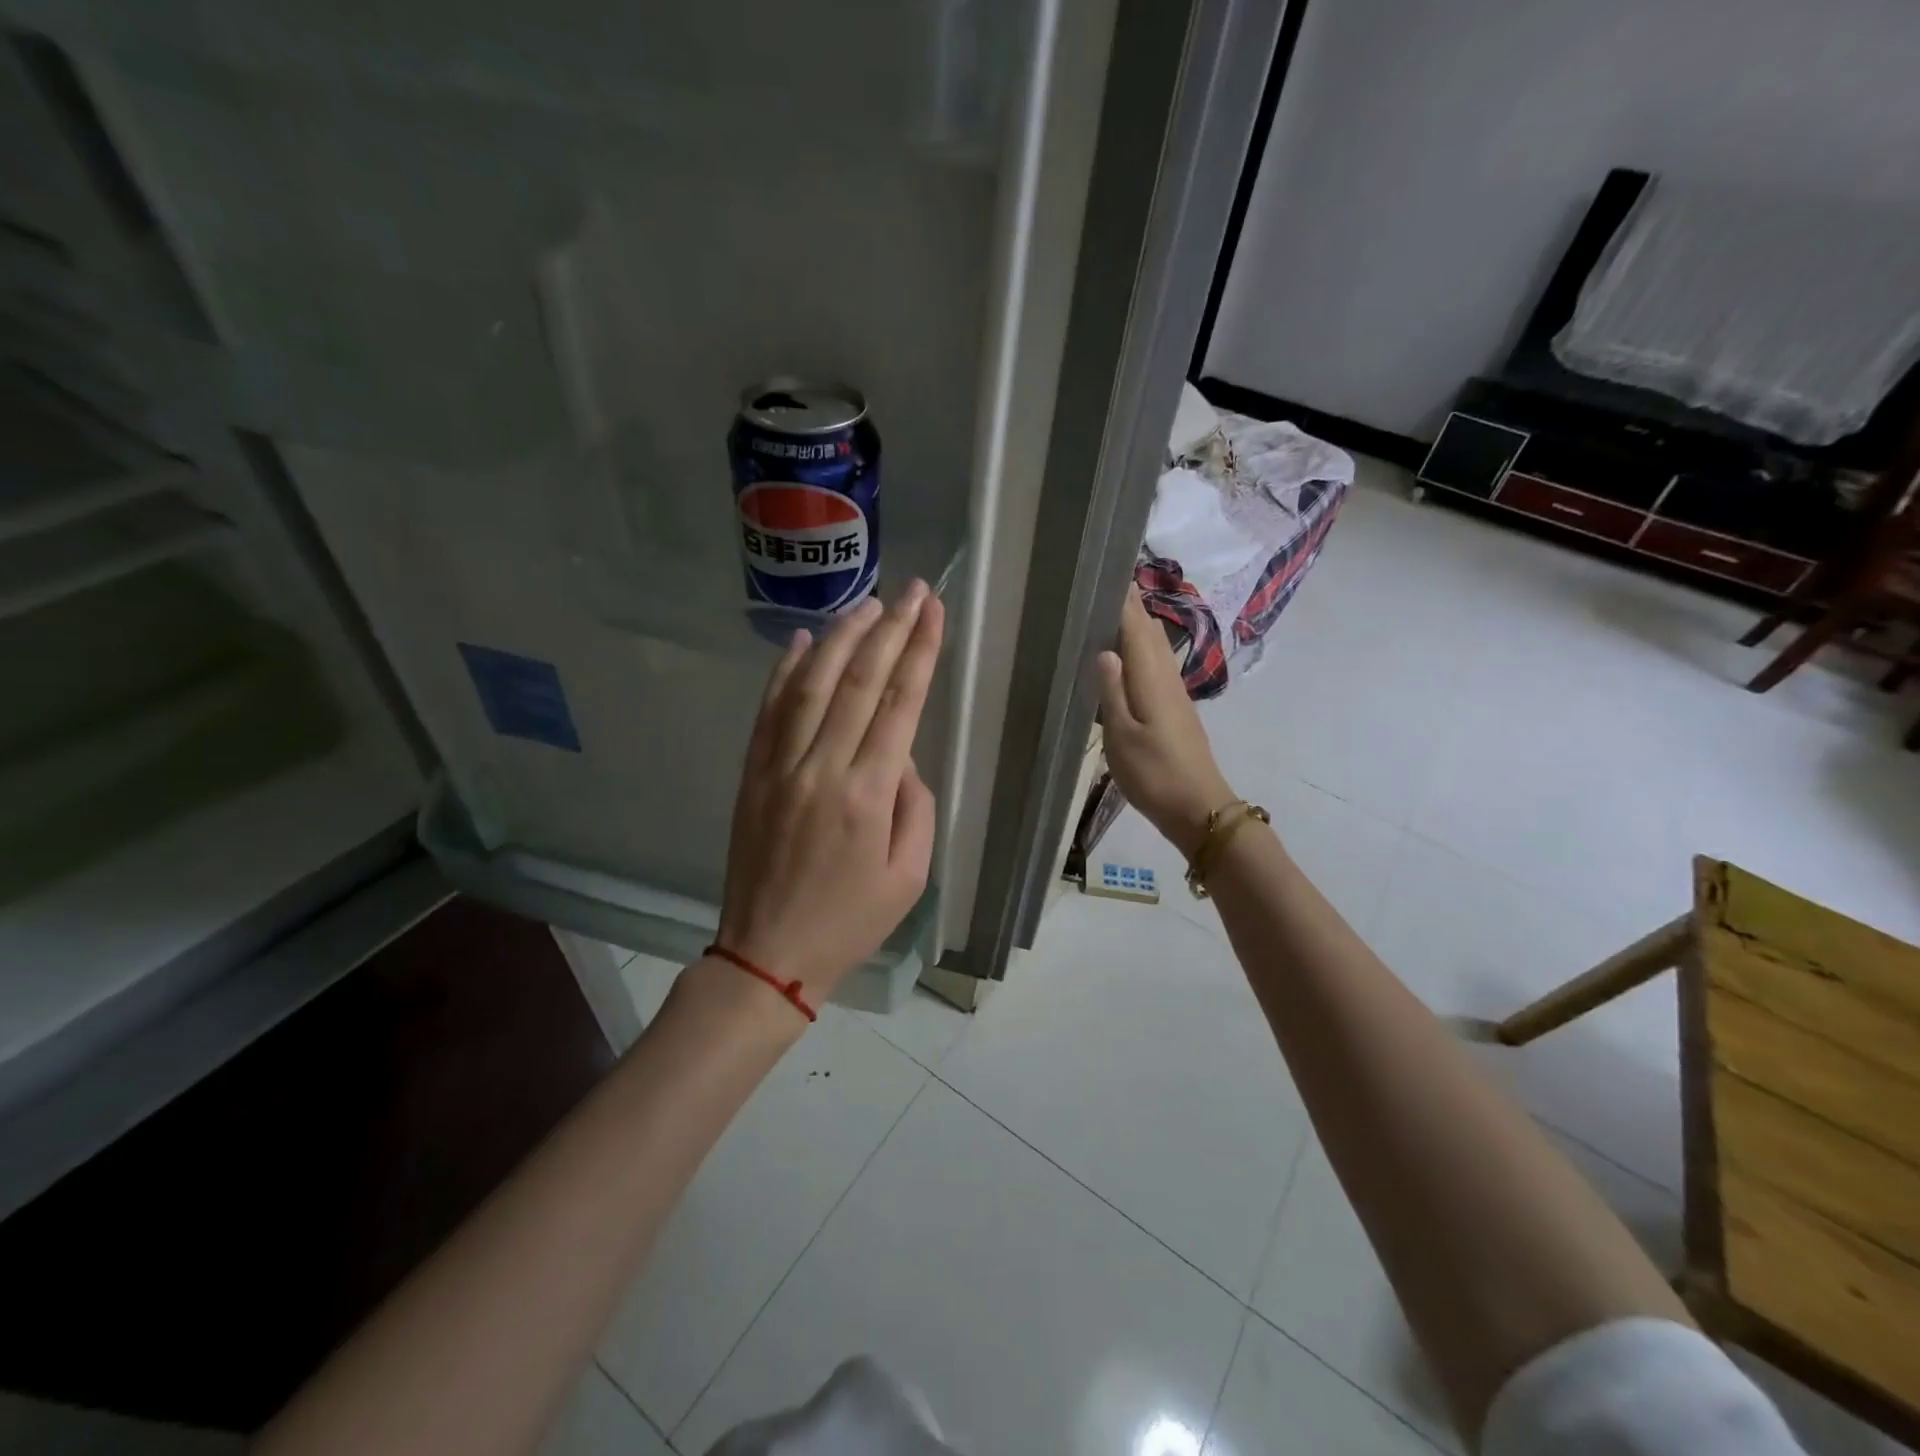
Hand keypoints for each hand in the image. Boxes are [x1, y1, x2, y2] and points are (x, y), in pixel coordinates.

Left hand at [716, 582, 944, 1004]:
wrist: (768, 954)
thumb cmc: (849, 921)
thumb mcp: (909, 876)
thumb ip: (914, 806)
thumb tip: (900, 756)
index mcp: (867, 794)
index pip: (900, 704)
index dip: (919, 651)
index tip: (932, 610)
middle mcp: (822, 768)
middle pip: (859, 681)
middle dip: (889, 629)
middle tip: (910, 591)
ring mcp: (779, 767)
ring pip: (811, 685)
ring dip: (839, 638)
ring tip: (866, 604)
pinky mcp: (752, 774)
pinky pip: (769, 711)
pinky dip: (785, 672)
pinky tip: (801, 642)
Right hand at [1096, 583, 1237, 858]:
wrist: (1199, 808)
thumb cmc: (1155, 774)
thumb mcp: (1123, 737)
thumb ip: (1112, 692)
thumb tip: (1105, 649)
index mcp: (1152, 680)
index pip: (1137, 628)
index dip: (1125, 601)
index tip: (1108, 572)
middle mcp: (1167, 679)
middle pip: (1150, 633)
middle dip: (1131, 607)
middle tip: (1105, 585)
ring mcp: (1175, 694)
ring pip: (1156, 648)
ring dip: (1137, 626)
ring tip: (1113, 611)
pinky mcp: (1176, 710)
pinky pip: (1157, 666)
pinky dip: (1142, 650)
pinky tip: (1128, 657)